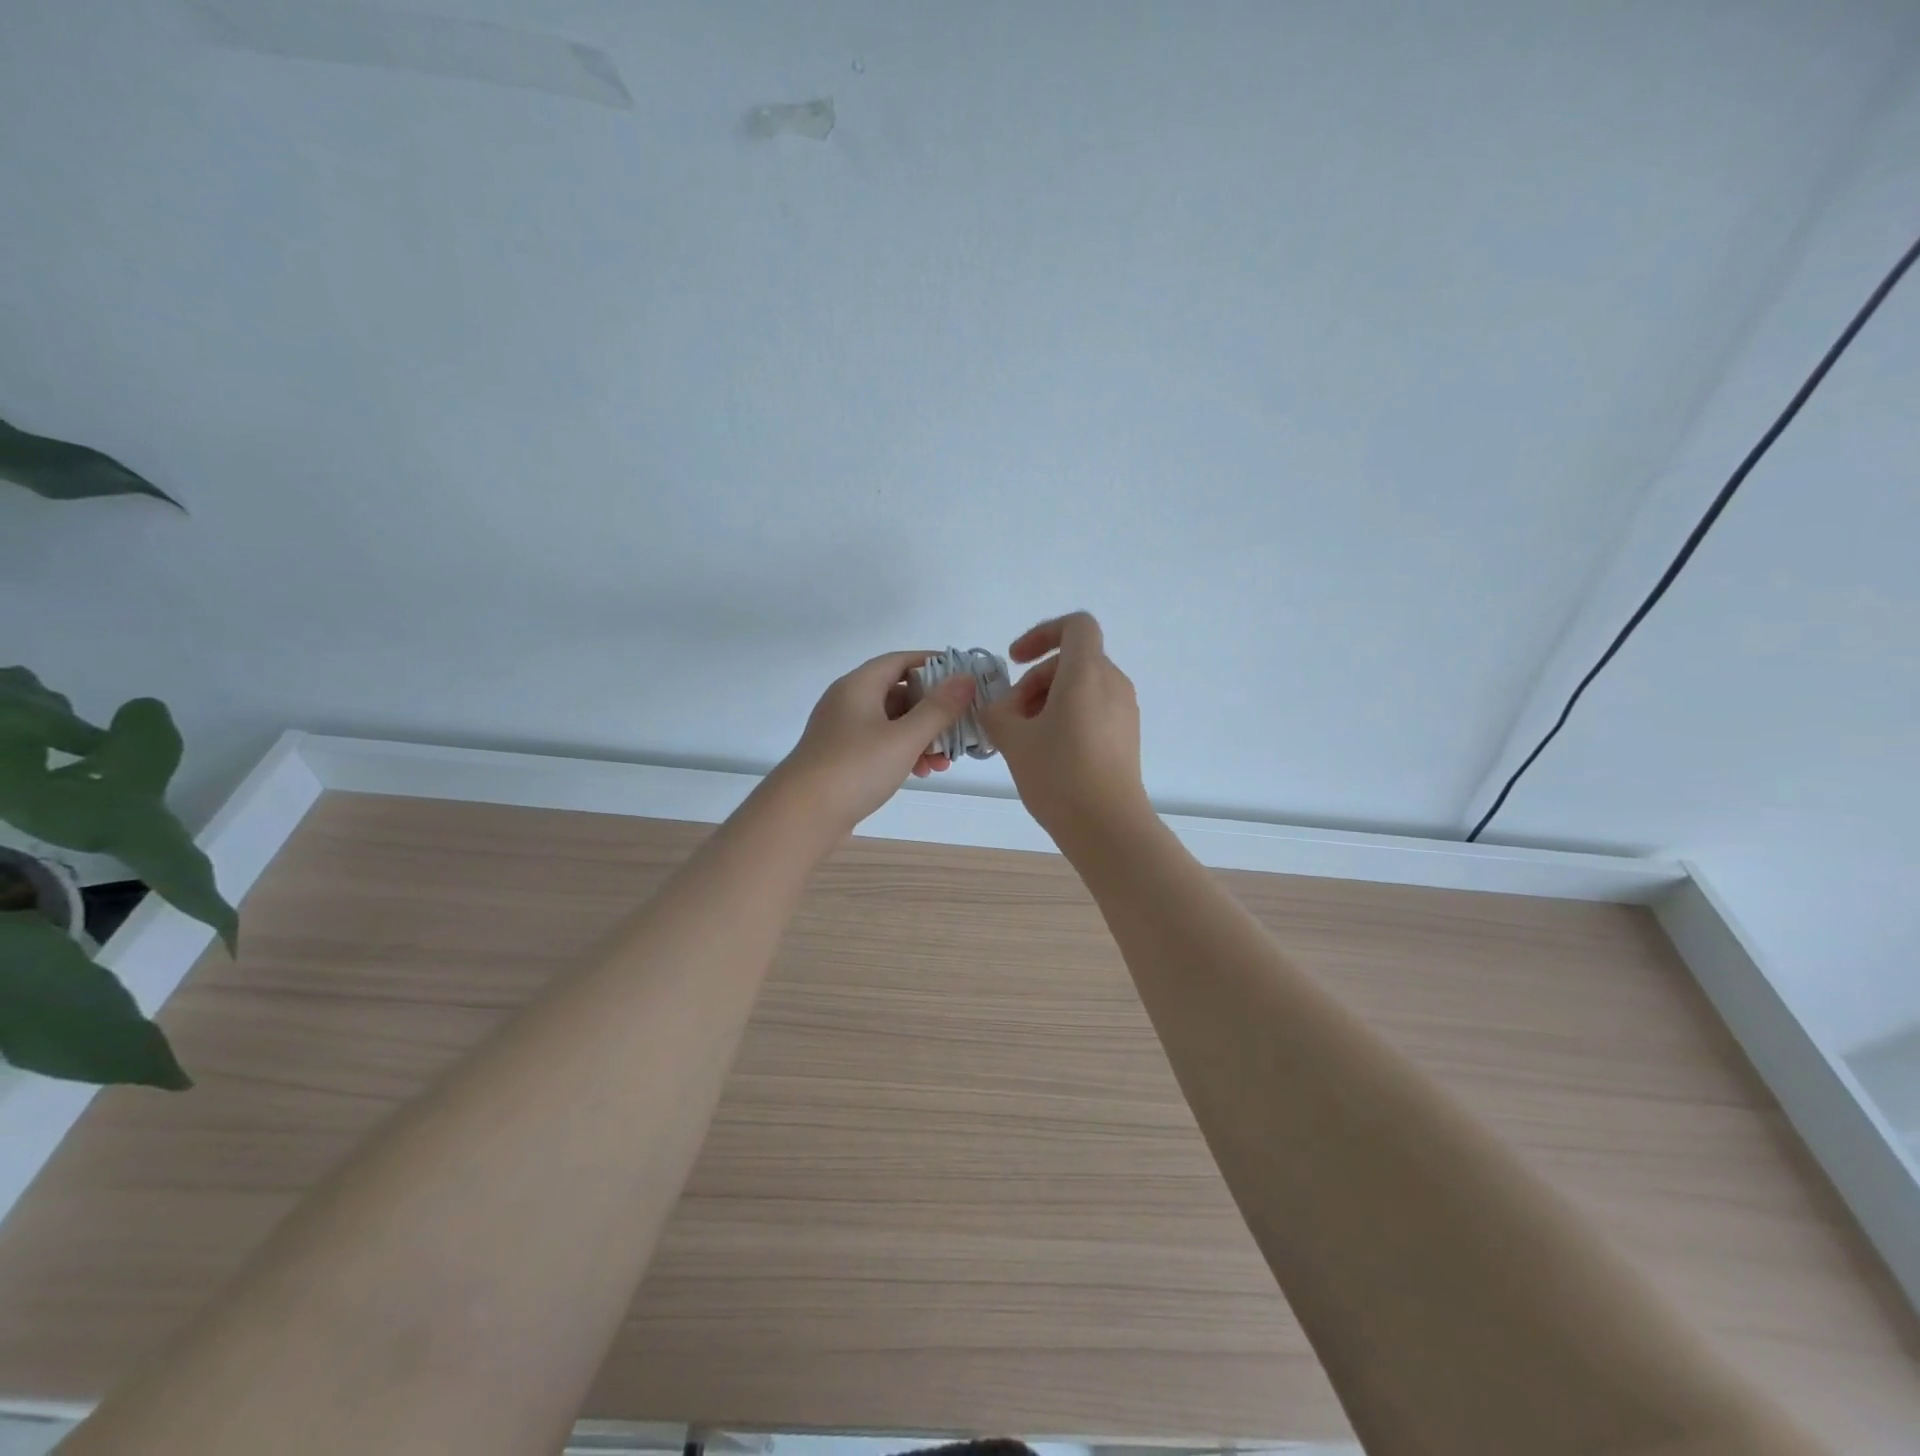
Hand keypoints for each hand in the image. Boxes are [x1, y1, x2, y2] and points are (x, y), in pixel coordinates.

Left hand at [773, 650, 976, 834]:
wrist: (801, 815)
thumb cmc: (855, 768)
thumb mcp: (904, 738)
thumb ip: (938, 708)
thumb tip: (966, 678)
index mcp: (859, 685)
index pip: (901, 660)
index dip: (934, 664)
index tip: (964, 677)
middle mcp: (849, 701)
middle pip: (899, 693)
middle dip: (933, 711)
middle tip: (960, 727)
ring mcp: (843, 730)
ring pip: (892, 723)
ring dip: (922, 737)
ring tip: (944, 762)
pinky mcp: (842, 757)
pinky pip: (880, 744)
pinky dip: (903, 753)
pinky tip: (922, 773)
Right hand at [981, 612, 1150, 846]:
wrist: (1107, 827)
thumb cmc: (1058, 774)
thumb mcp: (1013, 740)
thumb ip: (996, 712)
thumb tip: (999, 707)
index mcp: (1087, 673)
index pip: (1076, 625)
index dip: (1042, 633)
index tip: (1016, 661)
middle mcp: (1112, 684)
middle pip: (1071, 661)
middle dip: (1035, 681)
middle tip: (1011, 716)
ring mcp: (1124, 711)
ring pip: (1081, 687)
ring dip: (1047, 701)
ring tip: (1025, 738)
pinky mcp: (1126, 736)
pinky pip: (1093, 709)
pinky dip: (1067, 717)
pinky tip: (1047, 753)